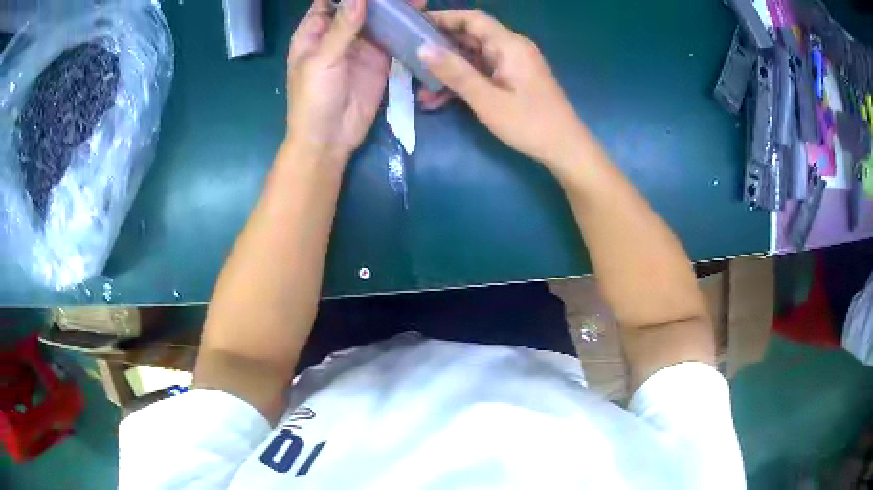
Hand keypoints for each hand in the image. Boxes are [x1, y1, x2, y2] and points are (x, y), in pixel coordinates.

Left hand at [286, 0, 422, 162]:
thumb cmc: (313, 99)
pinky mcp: (379, 60)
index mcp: (315, 31)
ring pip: (379, 19)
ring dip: (396, 8)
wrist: (329, 139)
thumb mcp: (322, 60)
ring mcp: (361, 46)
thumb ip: (342, 27)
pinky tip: (421, 16)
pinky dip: (405, 28)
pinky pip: (393, 38)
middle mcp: (338, 33)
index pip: (331, 1)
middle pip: (360, 6)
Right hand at [417, 10, 587, 167]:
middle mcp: (512, 49)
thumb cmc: (530, 124)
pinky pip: (483, 73)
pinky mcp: (513, 80)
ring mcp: (513, 65)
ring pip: (473, 58)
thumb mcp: (487, 99)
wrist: (566, 149)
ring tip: (421, 88)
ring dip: (449, 71)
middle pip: (471, 37)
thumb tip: (423, 48)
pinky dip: (463, 82)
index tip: (414, 25)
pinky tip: (440, 99)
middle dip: (440, 48)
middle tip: (410, 58)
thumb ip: (455, 72)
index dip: (443, 18)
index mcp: (509, 45)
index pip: (472, 19)